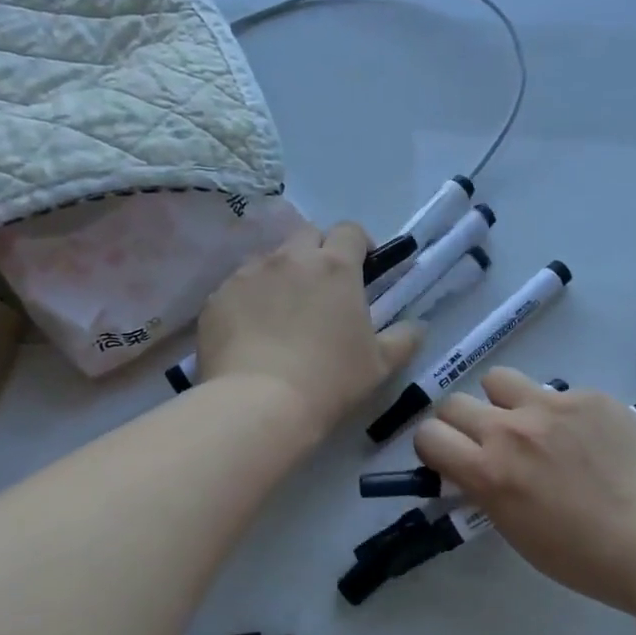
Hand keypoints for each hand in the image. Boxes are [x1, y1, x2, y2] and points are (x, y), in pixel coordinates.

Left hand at [196, 222, 421, 440]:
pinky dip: (251, 299)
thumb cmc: (330, 381)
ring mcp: (248, 274)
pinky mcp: (218, 296)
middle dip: (319, 252)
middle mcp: (290, 258)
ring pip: (270, 259)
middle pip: (307, 235)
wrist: (259, 404)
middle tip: (324, 289)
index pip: (350, 231)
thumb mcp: (381, 364)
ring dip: (283, 274)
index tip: (364, 267)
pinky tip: (253, 332)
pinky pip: (238, 286)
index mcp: (335, 266)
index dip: (359, 245)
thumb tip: (417, 325)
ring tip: (285, 313)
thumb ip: (405, 338)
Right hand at [412, 367, 635, 613]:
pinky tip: (590, 438)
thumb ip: (488, 490)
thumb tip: (478, 469)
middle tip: (488, 443)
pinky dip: (560, 412)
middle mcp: (512, 429)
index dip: (433, 447)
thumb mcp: (518, 531)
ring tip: (532, 426)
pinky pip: (557, 392)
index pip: (428, 435)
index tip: (450, 459)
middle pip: (454, 402)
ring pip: (500, 380)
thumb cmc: (586, 557)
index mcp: (489, 471)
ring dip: (503, 402)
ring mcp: (553, 405)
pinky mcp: (590, 395)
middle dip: (461, 423)